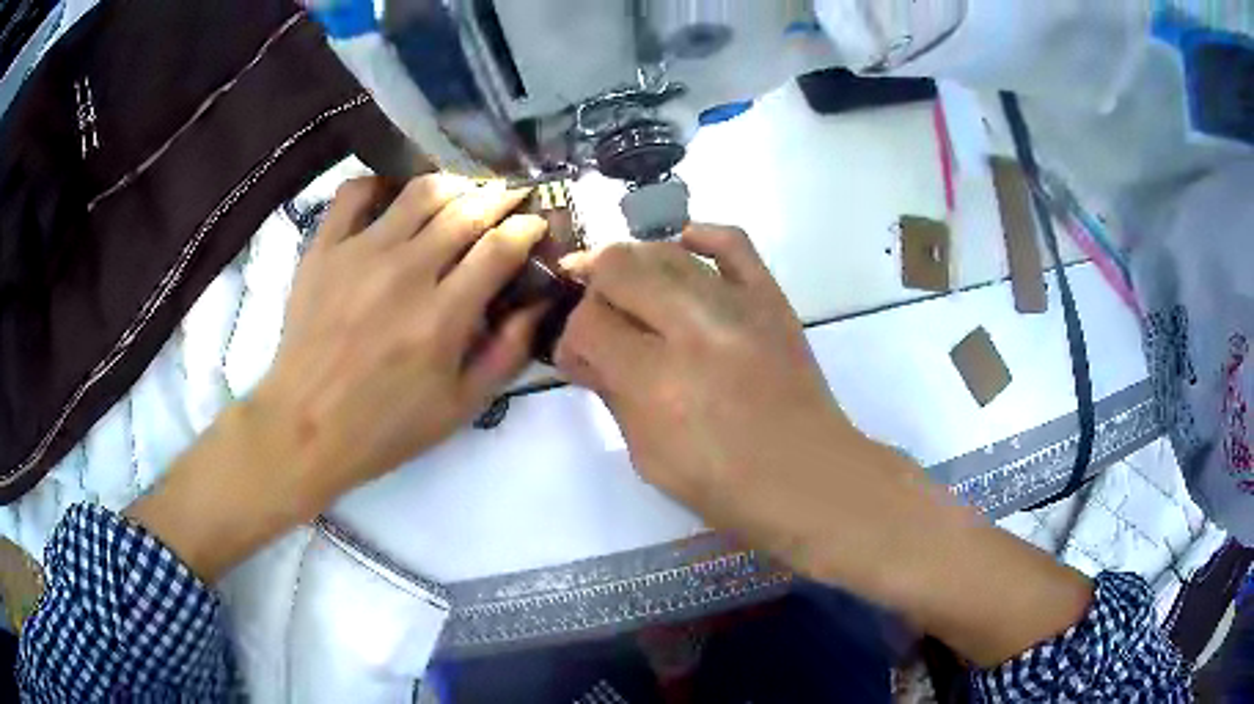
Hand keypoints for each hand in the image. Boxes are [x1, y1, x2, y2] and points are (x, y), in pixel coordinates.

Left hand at [128, 175, 546, 580]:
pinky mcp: (323, 248)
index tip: (535, 224)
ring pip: (419, 192)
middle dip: (501, 196)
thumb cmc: (384, 426)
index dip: (528, 226)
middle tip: (510, 199)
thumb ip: (506, 355)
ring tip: (462, 193)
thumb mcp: (459, 408)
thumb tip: (538, 304)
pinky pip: (354, 193)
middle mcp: (406, 272)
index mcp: (443, 317)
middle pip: (467, 209)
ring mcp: (360, 253)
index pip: (500, 246)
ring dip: (453, 184)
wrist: (304, 427)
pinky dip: (379, 184)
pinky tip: (392, 198)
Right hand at [555, 225, 876, 579]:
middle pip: (619, 266)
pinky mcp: (771, 298)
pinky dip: (700, 237)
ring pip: (665, 250)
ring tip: (632, 292)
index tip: (579, 357)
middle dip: (594, 289)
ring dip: (635, 265)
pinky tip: (682, 246)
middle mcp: (692, 327)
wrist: (807, 477)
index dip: (570, 338)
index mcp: (655, 378)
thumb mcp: (647, 455)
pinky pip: (732, 242)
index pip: (588, 322)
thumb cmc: (723, 485)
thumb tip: (586, 352)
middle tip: (601, 320)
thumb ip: (611, 393)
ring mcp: (736, 305)